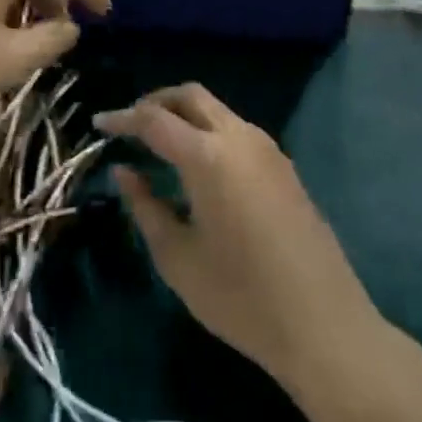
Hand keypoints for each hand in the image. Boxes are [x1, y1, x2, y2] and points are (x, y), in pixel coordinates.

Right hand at [95, 84, 378, 388]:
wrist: (323, 324)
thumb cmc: (240, 297)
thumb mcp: (177, 258)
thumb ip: (145, 206)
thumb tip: (124, 172)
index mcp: (208, 156)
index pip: (154, 119)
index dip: (122, 118)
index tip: (98, 124)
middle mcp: (240, 138)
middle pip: (191, 96)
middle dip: (156, 102)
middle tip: (129, 126)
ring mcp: (268, 149)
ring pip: (217, 111)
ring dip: (185, 116)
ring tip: (157, 147)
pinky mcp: (284, 167)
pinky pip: (237, 132)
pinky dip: (208, 133)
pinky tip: (196, 168)